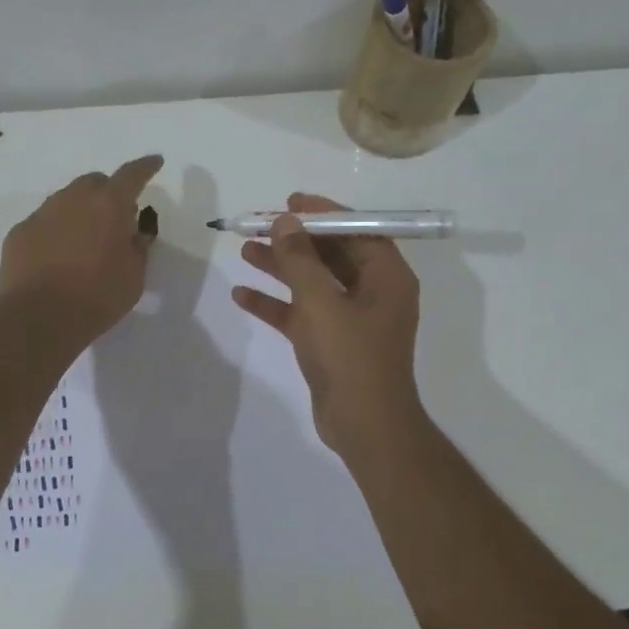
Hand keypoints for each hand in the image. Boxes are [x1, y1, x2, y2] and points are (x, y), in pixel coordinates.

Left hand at [0, 155, 163, 345]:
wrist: (38, 317)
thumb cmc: (97, 297)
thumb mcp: (134, 277)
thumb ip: (137, 248)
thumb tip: (133, 234)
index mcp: (109, 205)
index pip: (132, 175)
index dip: (145, 167)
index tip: (154, 162)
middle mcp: (73, 199)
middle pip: (94, 182)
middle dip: (108, 192)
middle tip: (116, 217)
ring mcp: (42, 214)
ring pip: (66, 199)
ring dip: (80, 210)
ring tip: (85, 239)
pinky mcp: (20, 232)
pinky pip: (43, 222)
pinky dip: (55, 231)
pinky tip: (56, 256)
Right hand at [232, 192, 423, 457]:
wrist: (363, 425)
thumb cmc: (350, 357)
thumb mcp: (321, 302)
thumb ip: (300, 259)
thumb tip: (285, 221)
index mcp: (386, 277)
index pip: (356, 231)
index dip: (323, 213)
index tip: (290, 203)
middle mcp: (373, 292)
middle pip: (331, 254)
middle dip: (294, 240)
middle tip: (258, 225)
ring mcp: (352, 320)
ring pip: (313, 283)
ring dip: (280, 268)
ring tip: (244, 251)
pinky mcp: (332, 343)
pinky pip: (302, 313)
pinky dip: (276, 304)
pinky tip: (242, 295)